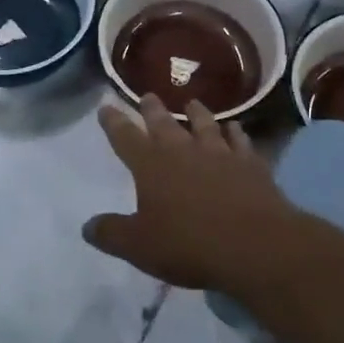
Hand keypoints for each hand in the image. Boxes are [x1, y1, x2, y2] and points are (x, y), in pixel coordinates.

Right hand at [84, 94, 294, 292]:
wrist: (255, 246)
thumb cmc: (189, 245)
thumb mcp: (139, 247)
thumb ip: (112, 233)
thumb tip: (88, 226)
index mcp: (151, 165)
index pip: (125, 137)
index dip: (113, 122)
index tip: (106, 107)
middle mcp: (183, 150)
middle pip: (163, 122)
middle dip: (152, 109)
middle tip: (148, 96)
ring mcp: (220, 153)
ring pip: (204, 123)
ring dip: (196, 112)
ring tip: (192, 102)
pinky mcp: (250, 163)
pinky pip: (240, 140)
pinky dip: (235, 132)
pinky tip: (235, 128)